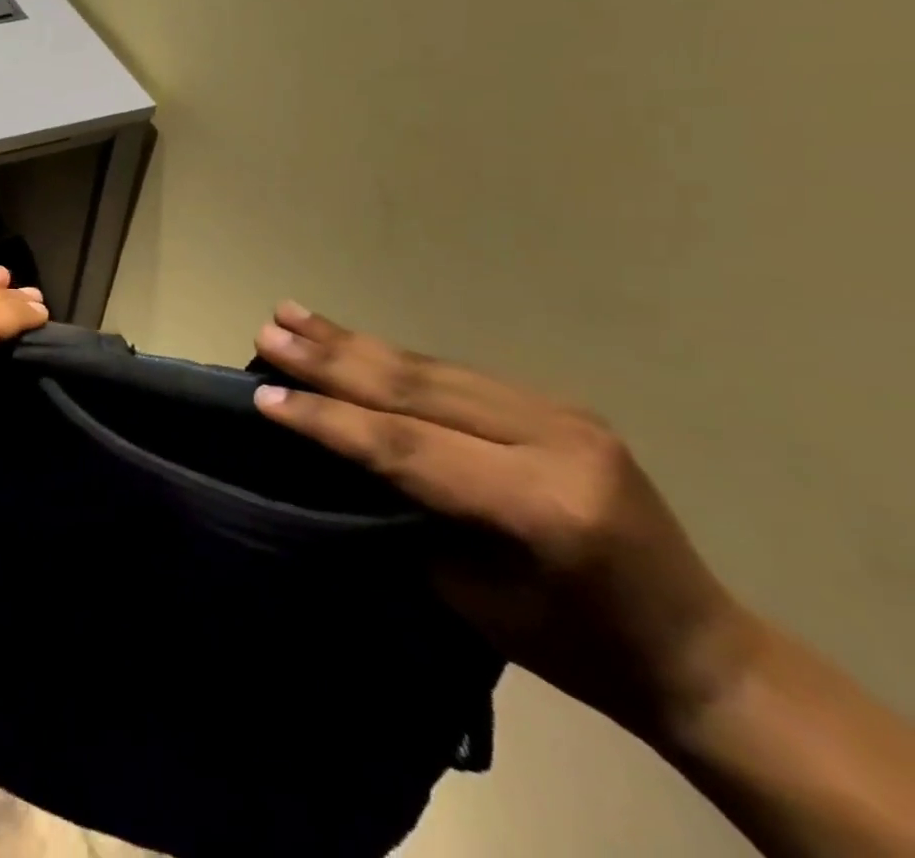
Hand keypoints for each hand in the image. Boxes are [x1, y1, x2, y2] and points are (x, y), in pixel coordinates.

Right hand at [252, 302, 759, 743]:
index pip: (407, 446)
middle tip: (269, 329)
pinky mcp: (556, 403)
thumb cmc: (577, 646)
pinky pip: (454, 373)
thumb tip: (341, 453)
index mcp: (541, 504)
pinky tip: (350, 340)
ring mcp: (561, 412)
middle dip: (331, 358)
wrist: (699, 650)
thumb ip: (410, 512)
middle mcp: (554, 441)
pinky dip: (392, 356)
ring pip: (431, 368)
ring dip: (353, 342)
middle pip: (416, 388)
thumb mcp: (476, 597)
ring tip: (292, 315)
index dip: (329, 419)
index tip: (265, 396)